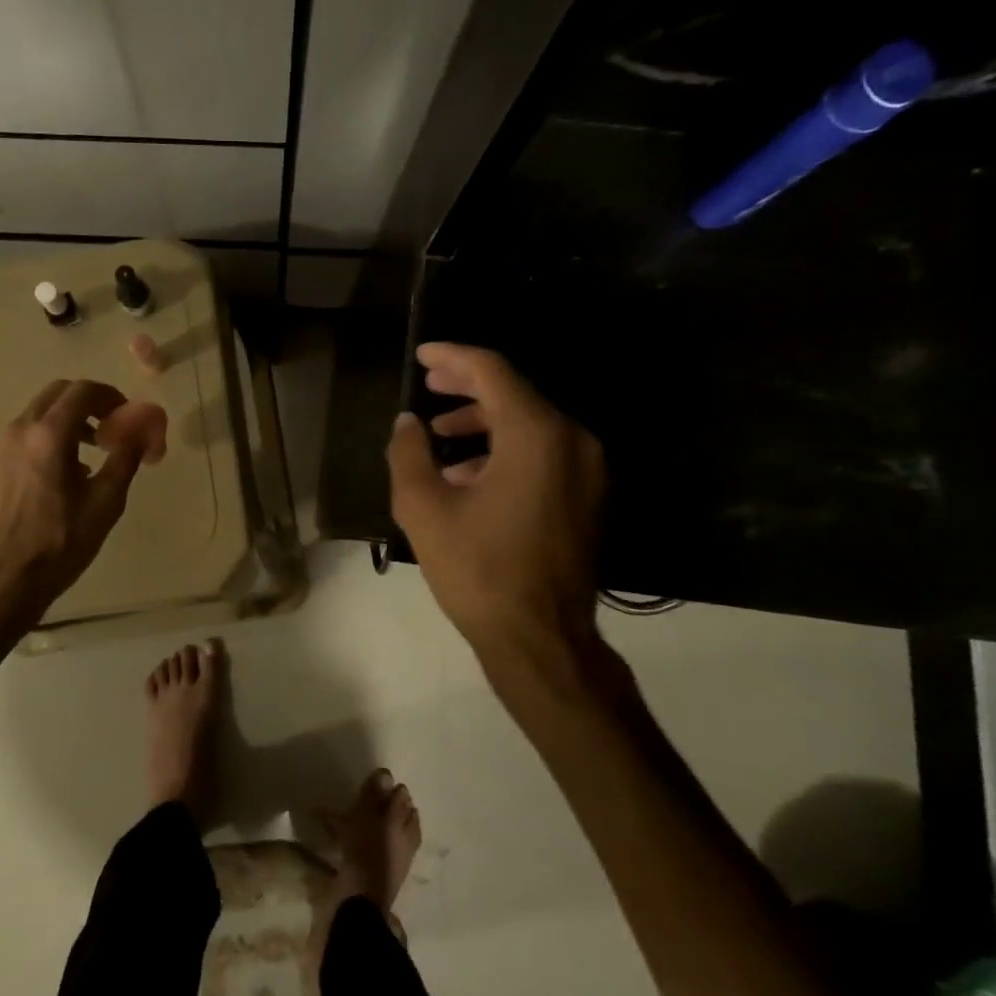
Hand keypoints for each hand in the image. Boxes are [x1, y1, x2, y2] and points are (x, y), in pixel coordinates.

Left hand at [0, 378, 167, 615]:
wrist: (1, 579)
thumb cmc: (59, 543)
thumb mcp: (105, 503)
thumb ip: (126, 458)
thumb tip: (143, 429)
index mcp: (48, 434)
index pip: (83, 390)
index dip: (110, 396)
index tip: (126, 416)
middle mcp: (20, 429)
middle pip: (58, 393)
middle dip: (88, 403)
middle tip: (111, 428)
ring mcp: (0, 446)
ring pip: (39, 413)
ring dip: (68, 420)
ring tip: (91, 453)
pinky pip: (25, 434)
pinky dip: (49, 436)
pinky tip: (63, 474)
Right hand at [387, 343, 605, 667]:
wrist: (541, 640)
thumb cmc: (478, 570)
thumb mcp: (424, 508)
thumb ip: (409, 453)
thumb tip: (407, 423)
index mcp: (536, 434)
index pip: (493, 372)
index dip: (453, 357)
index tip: (422, 355)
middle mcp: (572, 440)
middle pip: (515, 393)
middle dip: (467, 387)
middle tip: (429, 385)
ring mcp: (588, 470)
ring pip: (530, 424)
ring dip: (484, 422)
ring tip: (440, 435)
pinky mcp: (588, 496)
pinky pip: (544, 453)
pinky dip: (505, 450)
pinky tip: (468, 475)